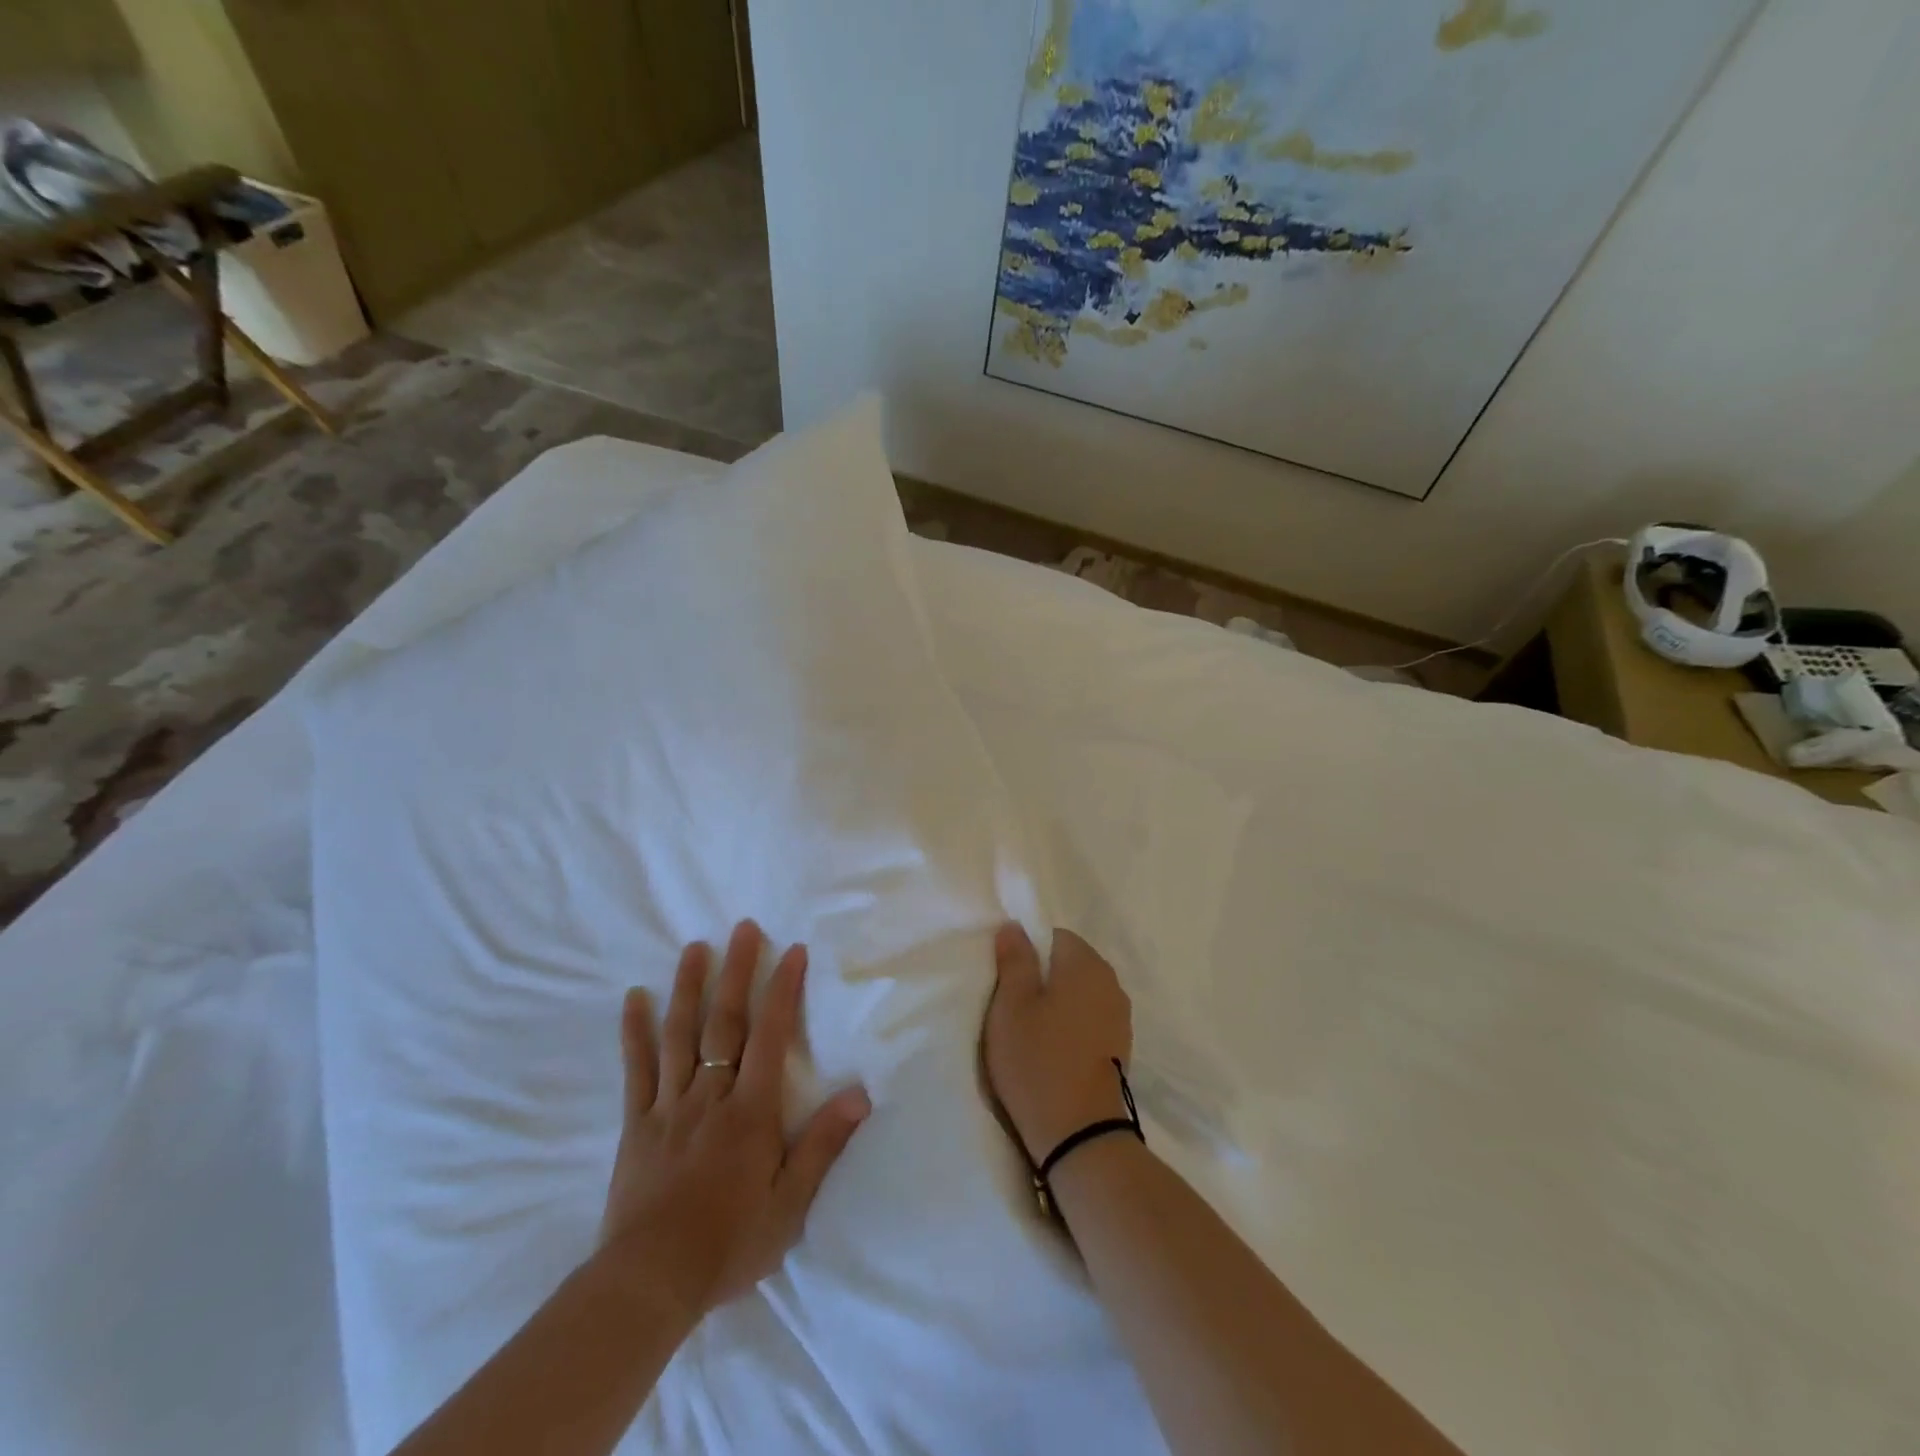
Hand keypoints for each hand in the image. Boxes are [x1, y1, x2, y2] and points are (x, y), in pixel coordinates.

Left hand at [599, 920, 870, 1322]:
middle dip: (736, 972)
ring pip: (679, 1035)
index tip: (792, 951)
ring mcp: (669, 1106)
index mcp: (750, 1111)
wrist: (648, 1285)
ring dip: (687, 987)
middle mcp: (710, 1096)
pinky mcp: (637, 1124)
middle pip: (724, 1022)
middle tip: (742, 928)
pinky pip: (636, 1070)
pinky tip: (633, 998)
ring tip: (694, 947)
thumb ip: (823, 1144)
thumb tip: (859, 1093)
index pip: (770, 1036)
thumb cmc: (728, 1244)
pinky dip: (635, 1032)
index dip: (783, 990)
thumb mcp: (790, 1205)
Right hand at [983, 923, 1133, 1162]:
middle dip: (1042, 978)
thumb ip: (1014, 960)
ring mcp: (1120, 1016)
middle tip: (1013, 1009)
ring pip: (1080, 993)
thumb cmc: (1038, 1060)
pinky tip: (1053, 1050)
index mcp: (1085, 963)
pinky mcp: (1120, 1047)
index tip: (1007, 982)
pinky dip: (1072, 1026)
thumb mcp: (1011, 1005)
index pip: (1053, 936)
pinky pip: (1090, 1019)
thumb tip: (1015, 926)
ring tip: (1031, 1032)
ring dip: (1057, 1004)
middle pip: (1069, 963)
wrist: (1081, 1135)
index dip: (1027, 954)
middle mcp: (1110, 982)